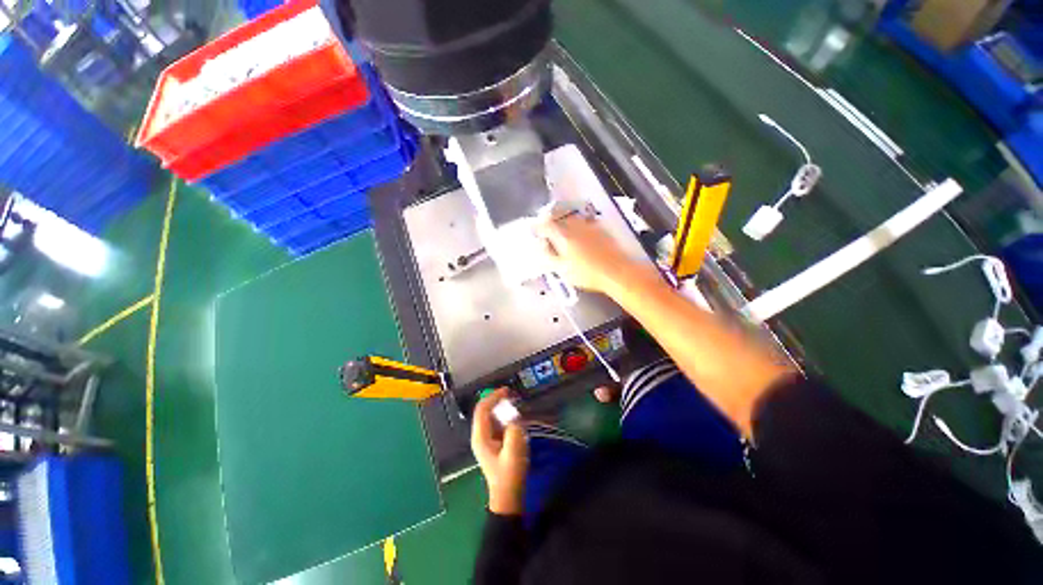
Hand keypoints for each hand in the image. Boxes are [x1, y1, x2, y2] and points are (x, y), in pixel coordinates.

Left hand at [471, 389, 528, 514]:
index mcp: (481, 437)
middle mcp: (480, 435)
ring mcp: (486, 439)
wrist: (508, 496)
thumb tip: (515, 417)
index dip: (493, 397)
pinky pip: (497, 422)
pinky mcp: (493, 442)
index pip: (483, 409)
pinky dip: (505, 416)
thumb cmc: (510, 476)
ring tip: (515, 403)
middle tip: (513, 395)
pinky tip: (515, 417)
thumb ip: (514, 433)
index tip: (507, 391)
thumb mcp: (514, 454)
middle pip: (485, 410)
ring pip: (491, 415)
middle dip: (498, 400)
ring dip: (502, 407)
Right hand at [537, 214, 657, 295]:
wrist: (616, 271)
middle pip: (559, 215)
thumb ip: (550, 256)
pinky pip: (585, 220)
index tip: (535, 230)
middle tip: (547, 225)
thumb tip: (543, 246)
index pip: (546, 225)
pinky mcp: (601, 228)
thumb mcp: (563, 269)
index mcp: (563, 236)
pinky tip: (580, 229)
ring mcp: (590, 225)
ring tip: (562, 225)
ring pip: (573, 216)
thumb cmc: (587, 273)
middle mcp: (575, 226)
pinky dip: (578, 222)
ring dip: (564, 218)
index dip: (538, 227)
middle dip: (551, 218)